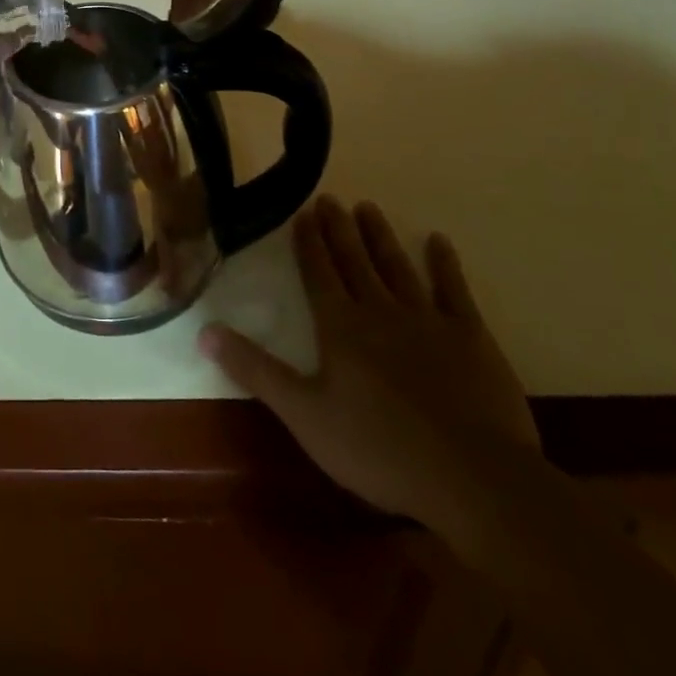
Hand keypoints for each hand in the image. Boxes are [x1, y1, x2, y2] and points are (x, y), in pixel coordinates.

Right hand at [200, 197, 537, 529]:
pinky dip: (445, 264)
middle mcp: (379, 310)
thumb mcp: (304, 415)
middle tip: (330, 198)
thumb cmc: (378, 448)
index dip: (309, 242)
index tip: (304, 212)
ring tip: (368, 207)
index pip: (318, 272)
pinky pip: (454, 290)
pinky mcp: (470, 336)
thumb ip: (255, 369)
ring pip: (397, 266)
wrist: (472, 477)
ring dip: (380, 236)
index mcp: (340, 326)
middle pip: (354, 260)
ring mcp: (427, 319)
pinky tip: (439, 242)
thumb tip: (203, 331)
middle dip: (339, 229)